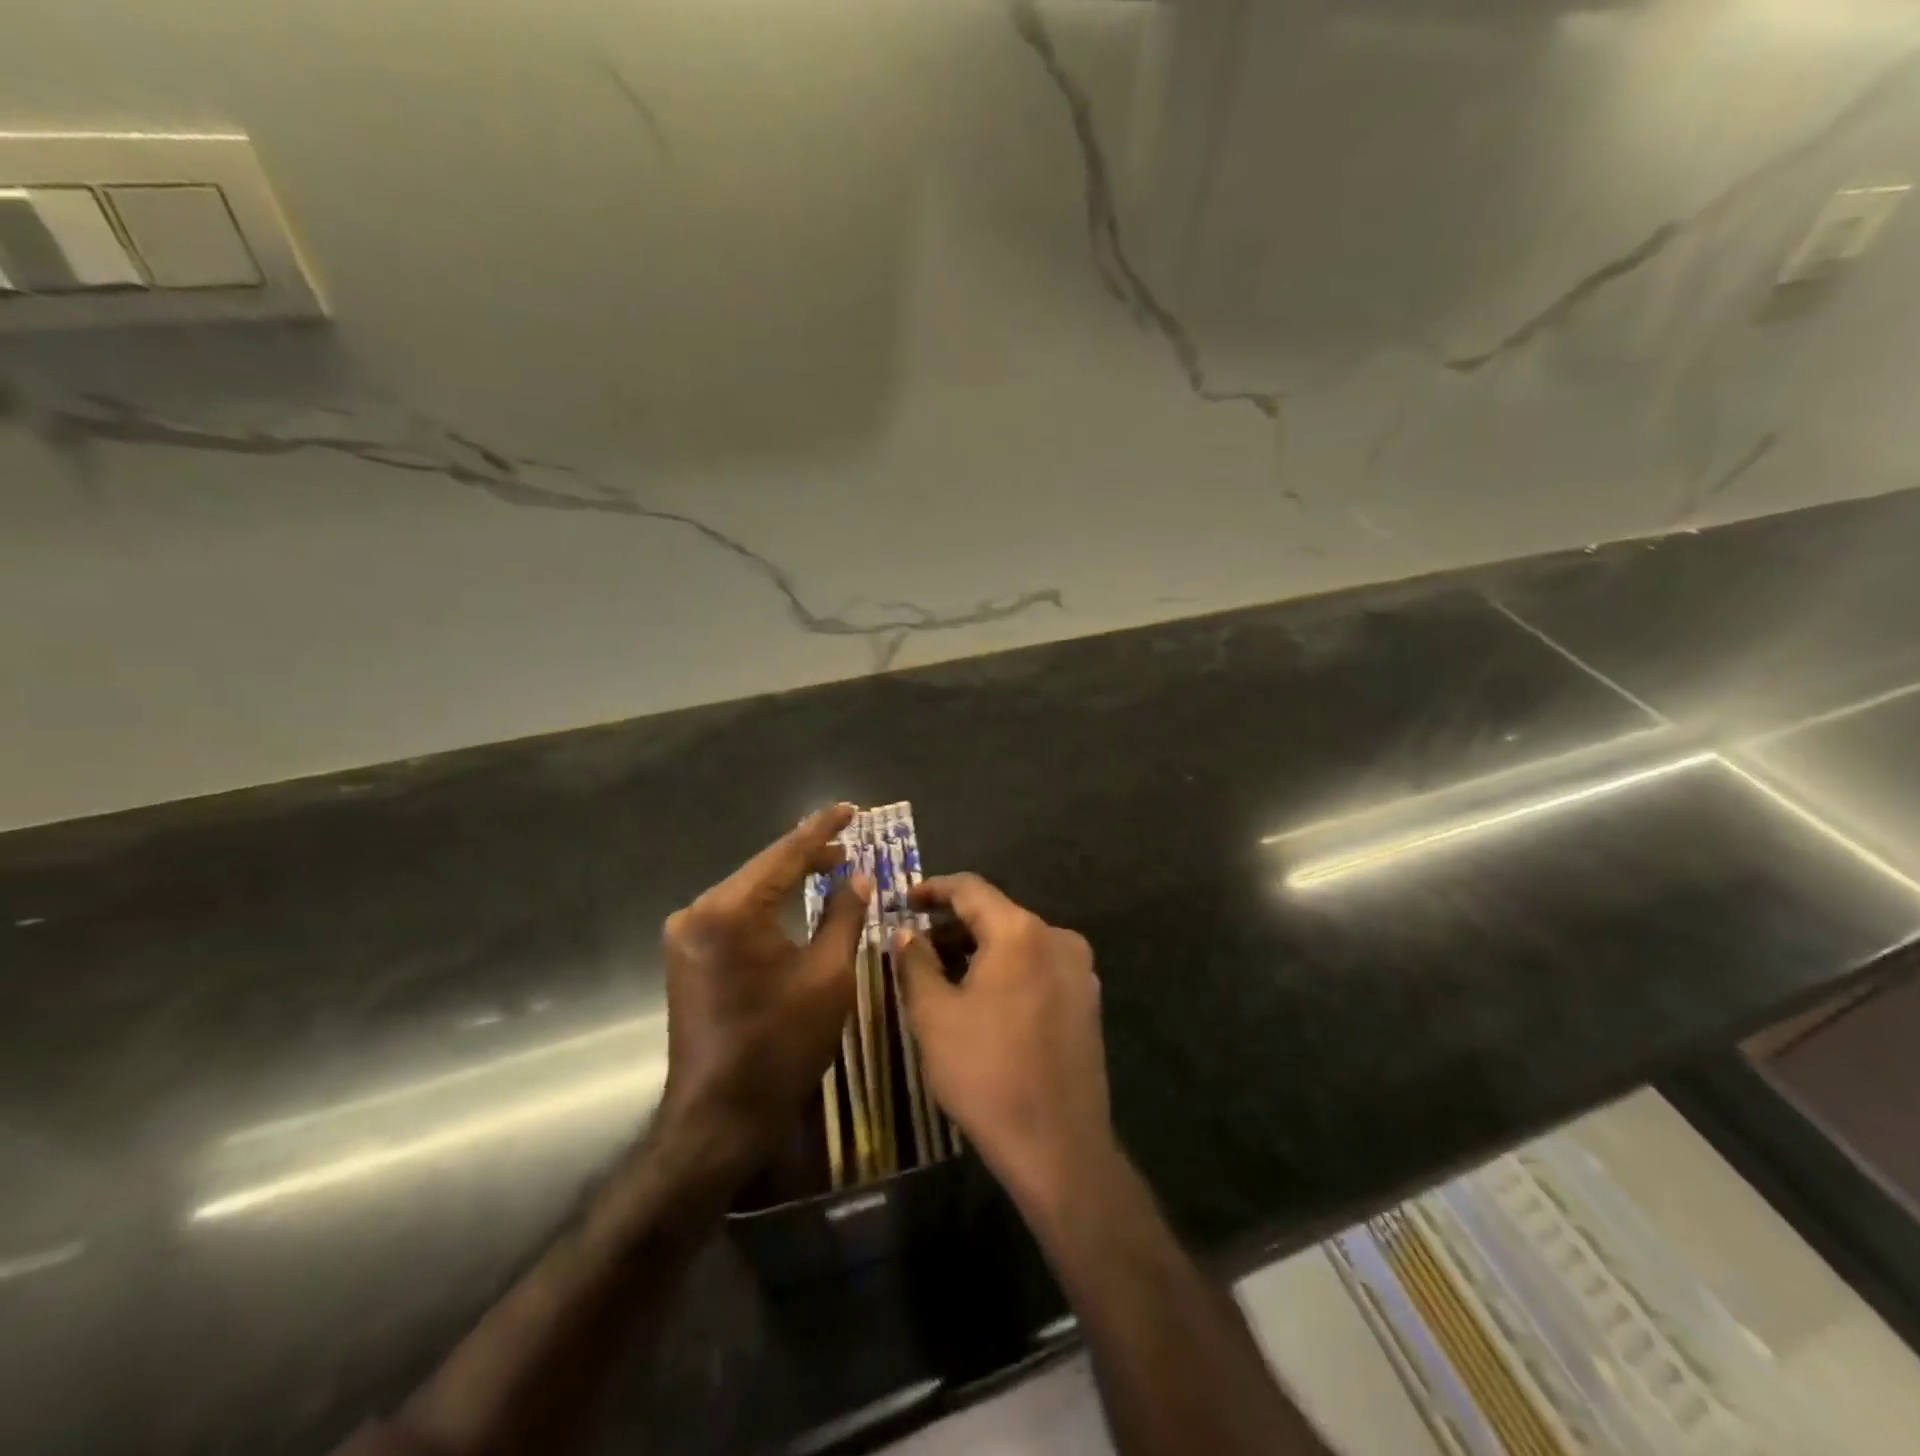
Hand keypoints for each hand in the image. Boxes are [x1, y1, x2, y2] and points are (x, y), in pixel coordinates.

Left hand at [657, 804, 871, 1163]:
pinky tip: (794, 902)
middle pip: (763, 870)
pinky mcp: (686, 955)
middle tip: (850, 844)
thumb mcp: (827, 976)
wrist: (719, 1117)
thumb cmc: (781, 1044)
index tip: (851, 808)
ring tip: (830, 866)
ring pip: (748, 892)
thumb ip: (844, 915)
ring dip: (787, 881)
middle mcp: (697, 911)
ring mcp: (685, 935)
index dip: (822, 830)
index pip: (784, 854)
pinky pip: (735, 915)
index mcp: (730, 910)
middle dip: (807, 856)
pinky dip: (768, 906)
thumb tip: (859, 875)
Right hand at [892, 874, 1114, 1215]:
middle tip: (917, 945)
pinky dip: (1008, 970)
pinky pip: (1039, 967)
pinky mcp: (1088, 1000)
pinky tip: (984, 998)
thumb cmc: (986, 1073)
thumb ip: (915, 962)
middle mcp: (1057, 938)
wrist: (1058, 1145)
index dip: (934, 889)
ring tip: (945, 974)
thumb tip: (906, 932)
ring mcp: (1080, 970)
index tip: (905, 900)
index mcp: (1020, 932)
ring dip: (980, 950)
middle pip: (997, 914)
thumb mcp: (934, 1016)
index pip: (971, 889)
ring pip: (1019, 942)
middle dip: (954, 925)